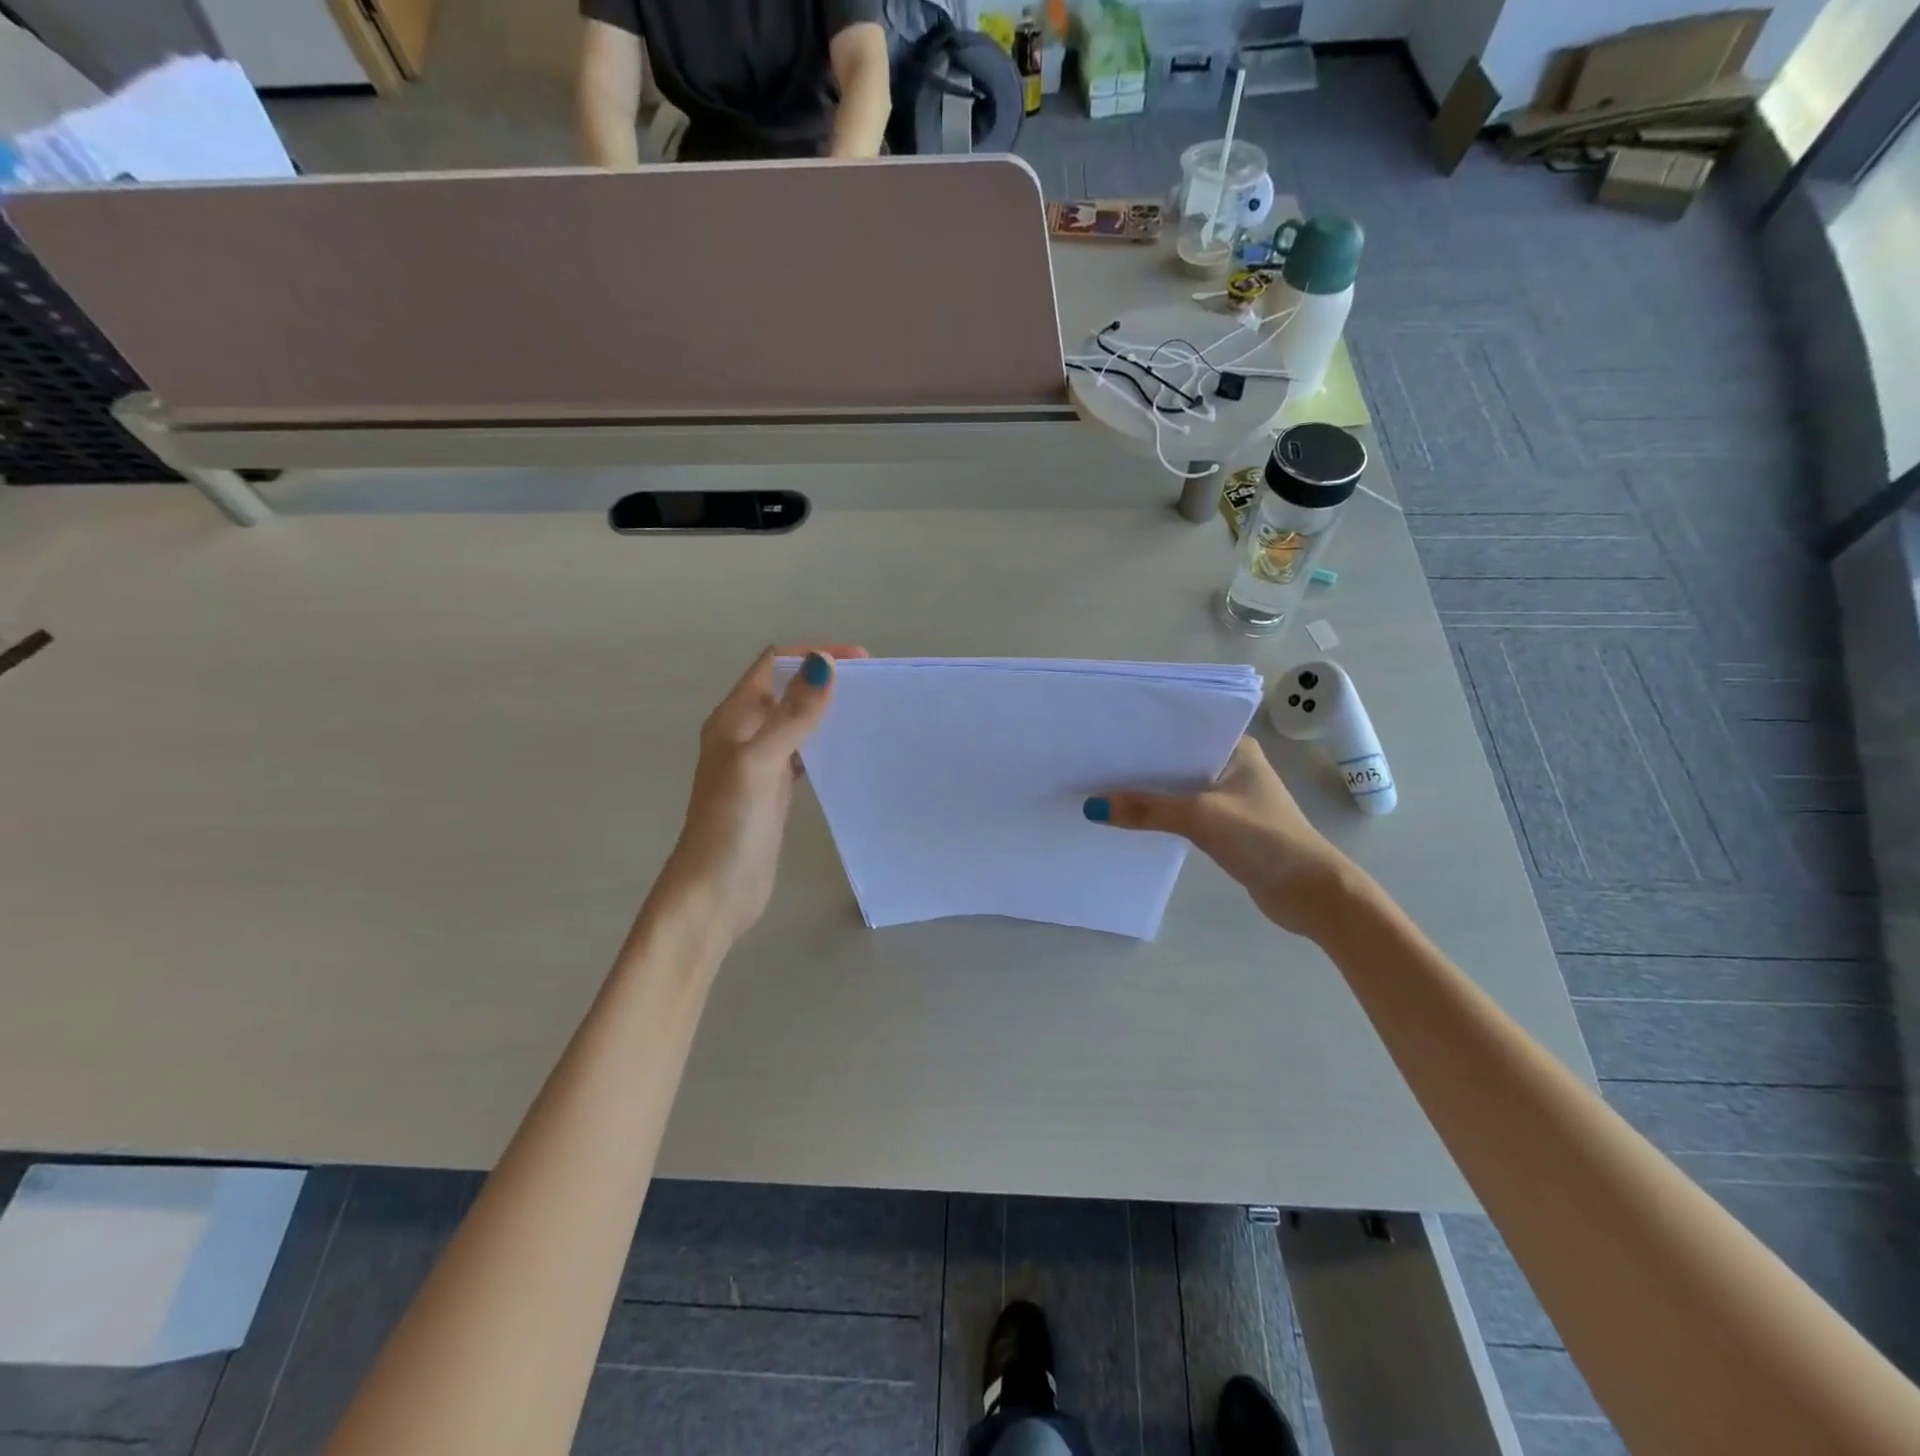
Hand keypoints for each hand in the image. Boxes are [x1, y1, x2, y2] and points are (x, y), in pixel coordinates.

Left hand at [652, 644, 864, 945]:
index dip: (812, 655)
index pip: (773, 665)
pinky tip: (849, 750)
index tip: (860, 661)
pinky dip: (824, 745)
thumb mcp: (760, 763)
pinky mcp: (774, 791)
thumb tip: (824, 664)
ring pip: (796, 722)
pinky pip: (803, 754)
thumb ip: (792, 716)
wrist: (714, 892)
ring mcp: (760, 764)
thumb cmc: (730, 824)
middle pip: (786, 690)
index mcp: (733, 718)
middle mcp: (744, 734)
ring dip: (826, 711)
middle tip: (873, 685)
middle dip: (824, 680)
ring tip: (868, 711)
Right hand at [1086, 737, 1361, 938]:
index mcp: (1236, 748)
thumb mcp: (1200, 817)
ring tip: (1102, 787)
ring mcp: (1229, 797)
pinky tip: (1129, 817)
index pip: (1183, 730)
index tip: (1107, 734)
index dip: (1145, 732)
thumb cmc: (1263, 839)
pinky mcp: (1225, 826)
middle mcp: (1232, 766)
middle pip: (1176, 760)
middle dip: (1140, 764)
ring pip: (1177, 788)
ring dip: (1148, 792)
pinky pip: (1182, 812)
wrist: (1310, 892)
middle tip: (1094, 762)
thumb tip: (1093, 808)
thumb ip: (1147, 810)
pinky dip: (1159, 814)